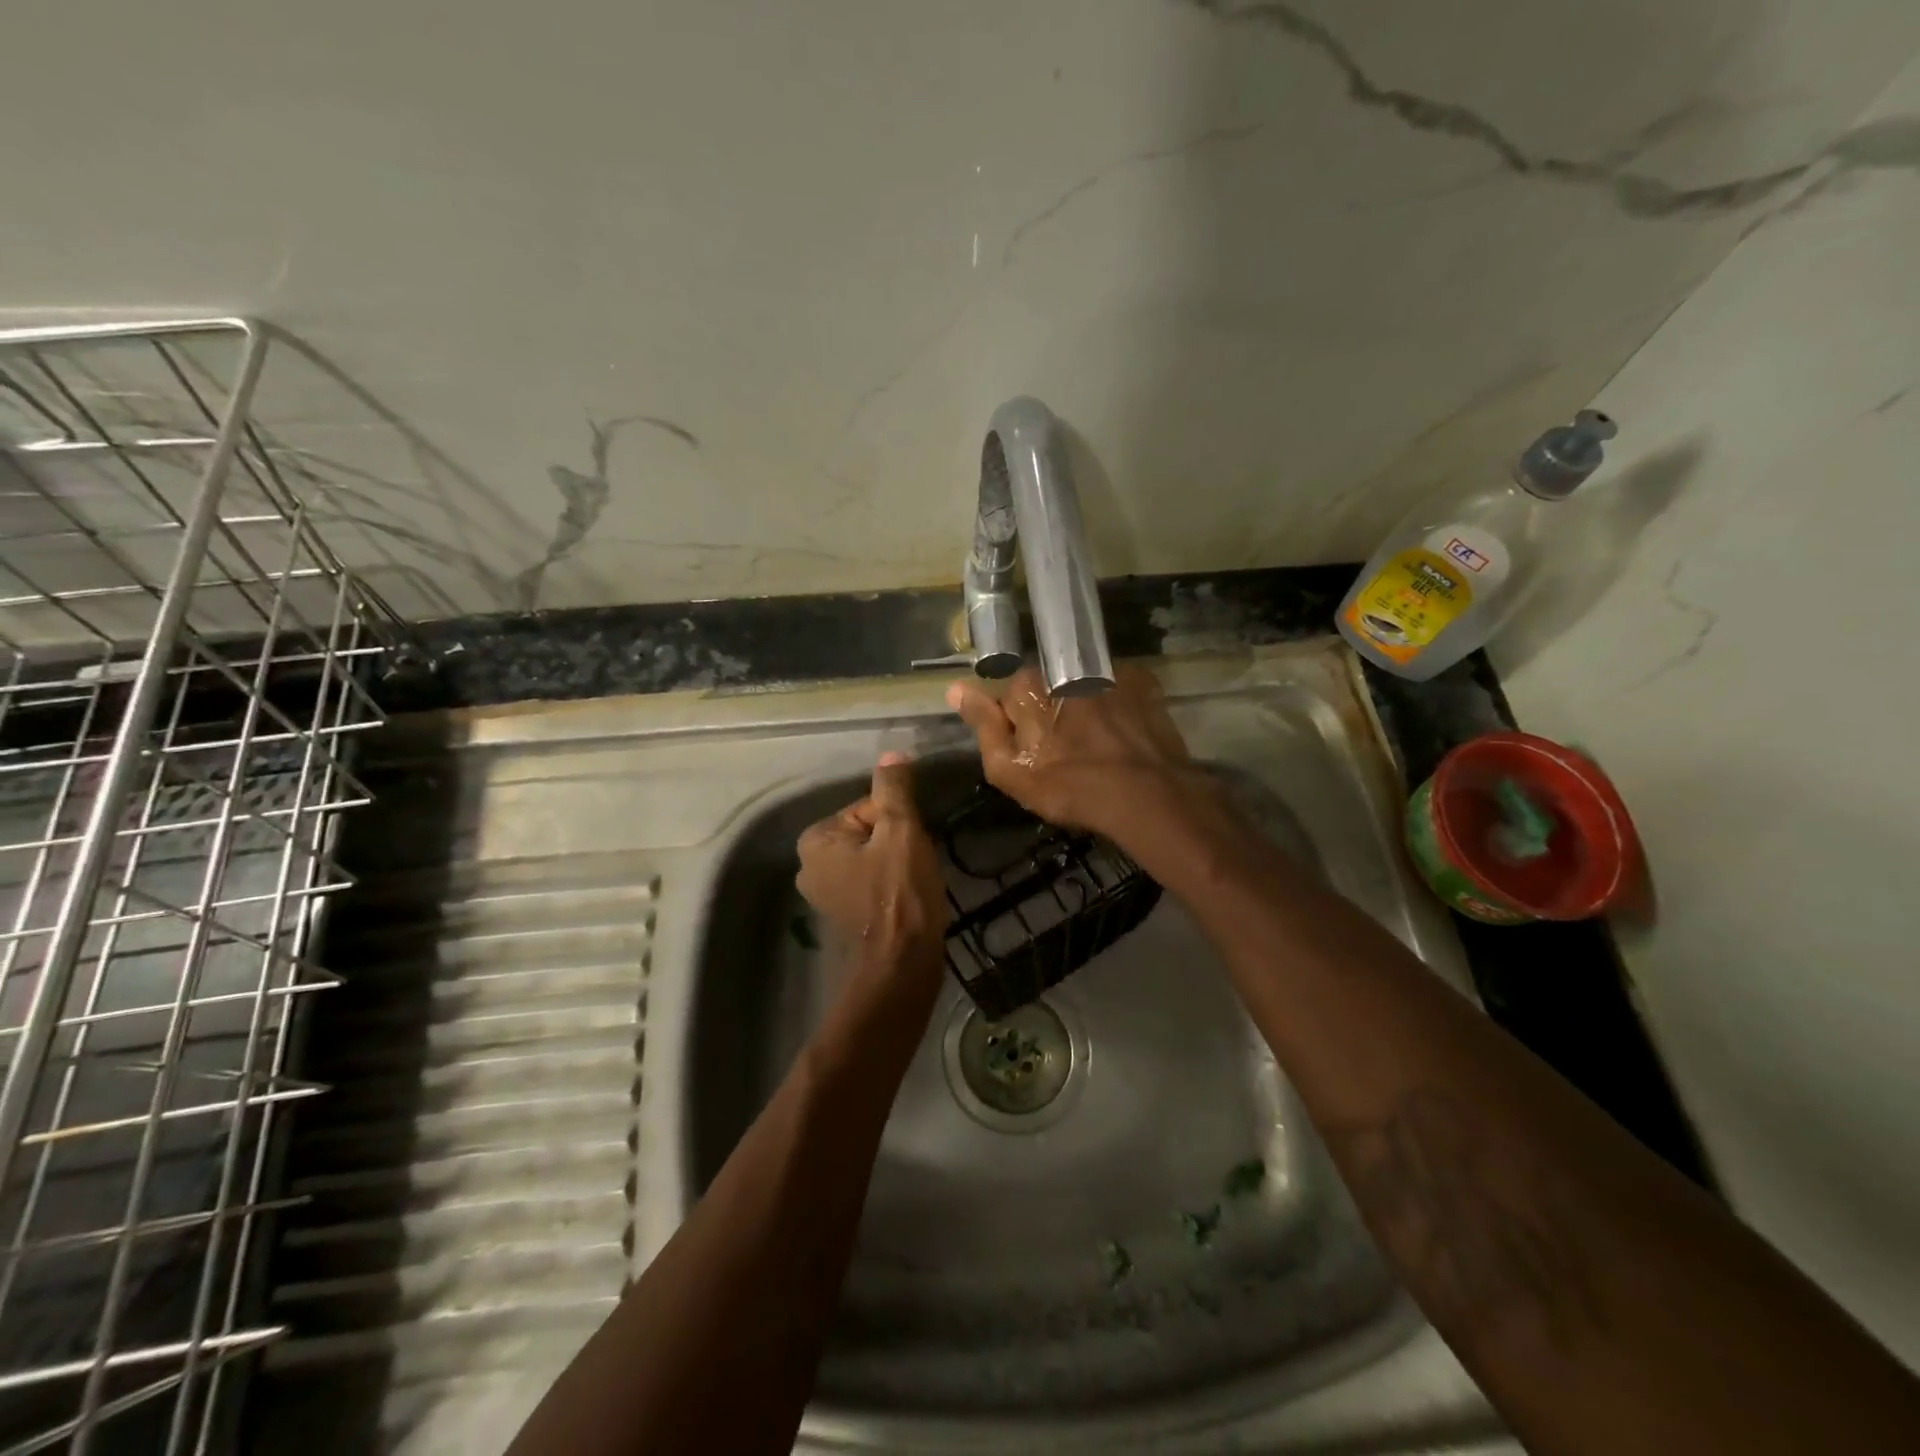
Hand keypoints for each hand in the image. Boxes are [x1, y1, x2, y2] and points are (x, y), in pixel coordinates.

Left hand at [796, 753, 949, 973]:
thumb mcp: (901, 830)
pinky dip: (889, 881)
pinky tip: (906, 895)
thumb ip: (894, 789)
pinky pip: (870, 878)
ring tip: (914, 879)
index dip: (897, 820)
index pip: (867, 807)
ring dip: (896, 860)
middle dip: (895, 841)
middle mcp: (809, 864)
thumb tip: (893, 753)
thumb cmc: (900, 891)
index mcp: (815, 839)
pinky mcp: (841, 913)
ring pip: (871, 854)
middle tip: (914, 862)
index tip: (910, 844)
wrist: (903, 961)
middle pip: (867, 831)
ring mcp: (823, 892)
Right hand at [946, 664, 1206, 840]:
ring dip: (1085, 706)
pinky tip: (1123, 734)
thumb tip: (956, 688)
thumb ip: (983, 726)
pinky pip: (1119, 687)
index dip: (1020, 724)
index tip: (1034, 751)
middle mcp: (1066, 668)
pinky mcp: (1143, 681)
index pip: (1012, 695)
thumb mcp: (1010, 771)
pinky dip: (1118, 704)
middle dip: (1053, 711)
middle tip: (1067, 751)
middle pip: (1050, 687)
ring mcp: (1108, 671)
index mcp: (1030, 688)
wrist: (1147, 796)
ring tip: (1099, 744)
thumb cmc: (1070, 789)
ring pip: (1084, 685)